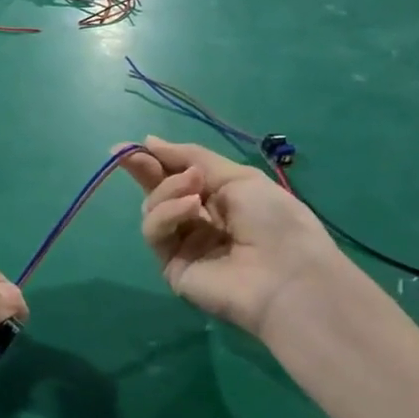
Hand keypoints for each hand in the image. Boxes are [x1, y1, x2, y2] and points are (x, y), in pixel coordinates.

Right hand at [120, 137, 340, 342]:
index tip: (137, 144)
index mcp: (219, 199)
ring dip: (168, 190)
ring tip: (194, 187)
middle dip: (144, 170)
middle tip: (129, 154)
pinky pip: (156, 231)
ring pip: (154, 208)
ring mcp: (184, 245)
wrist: (289, 276)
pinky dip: (167, 213)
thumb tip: (149, 141)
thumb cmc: (275, 220)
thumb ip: (191, 158)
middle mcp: (199, 221)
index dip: (158, 159)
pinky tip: (190, 208)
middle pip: (159, 191)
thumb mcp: (238, 176)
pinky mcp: (172, 266)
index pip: (179, 175)